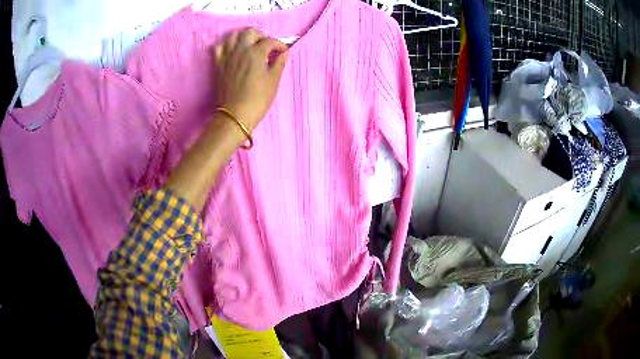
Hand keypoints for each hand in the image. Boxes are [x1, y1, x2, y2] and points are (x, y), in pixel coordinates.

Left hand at [213, 28, 288, 130]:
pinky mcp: (218, 64)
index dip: (279, 45)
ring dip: (243, 37)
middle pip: (250, 32)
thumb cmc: (258, 99)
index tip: (283, 52)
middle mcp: (240, 50)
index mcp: (256, 53)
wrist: (235, 115)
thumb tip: (284, 53)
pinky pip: (218, 47)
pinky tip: (232, 51)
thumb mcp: (273, 81)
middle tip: (267, 46)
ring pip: (233, 36)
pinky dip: (226, 45)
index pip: (270, 41)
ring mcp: (227, 56)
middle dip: (261, 36)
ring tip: (250, 46)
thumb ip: (279, 63)